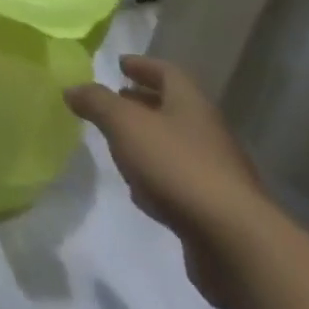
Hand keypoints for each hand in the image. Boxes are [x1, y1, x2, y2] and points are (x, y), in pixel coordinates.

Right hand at [67, 55, 271, 308]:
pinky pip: (179, 183)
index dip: (142, 65)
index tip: (120, 64)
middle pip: (172, 109)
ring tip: (119, 146)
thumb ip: (96, 102)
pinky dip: (157, 179)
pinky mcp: (215, 211)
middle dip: (142, 103)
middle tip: (114, 103)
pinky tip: (141, 193)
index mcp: (190, 104)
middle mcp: (207, 132)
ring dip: (148, 142)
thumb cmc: (177, 167)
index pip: (167, 72)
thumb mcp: (125, 124)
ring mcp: (216, 173)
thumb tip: (72, 88)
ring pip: (174, 146)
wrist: (236, 244)